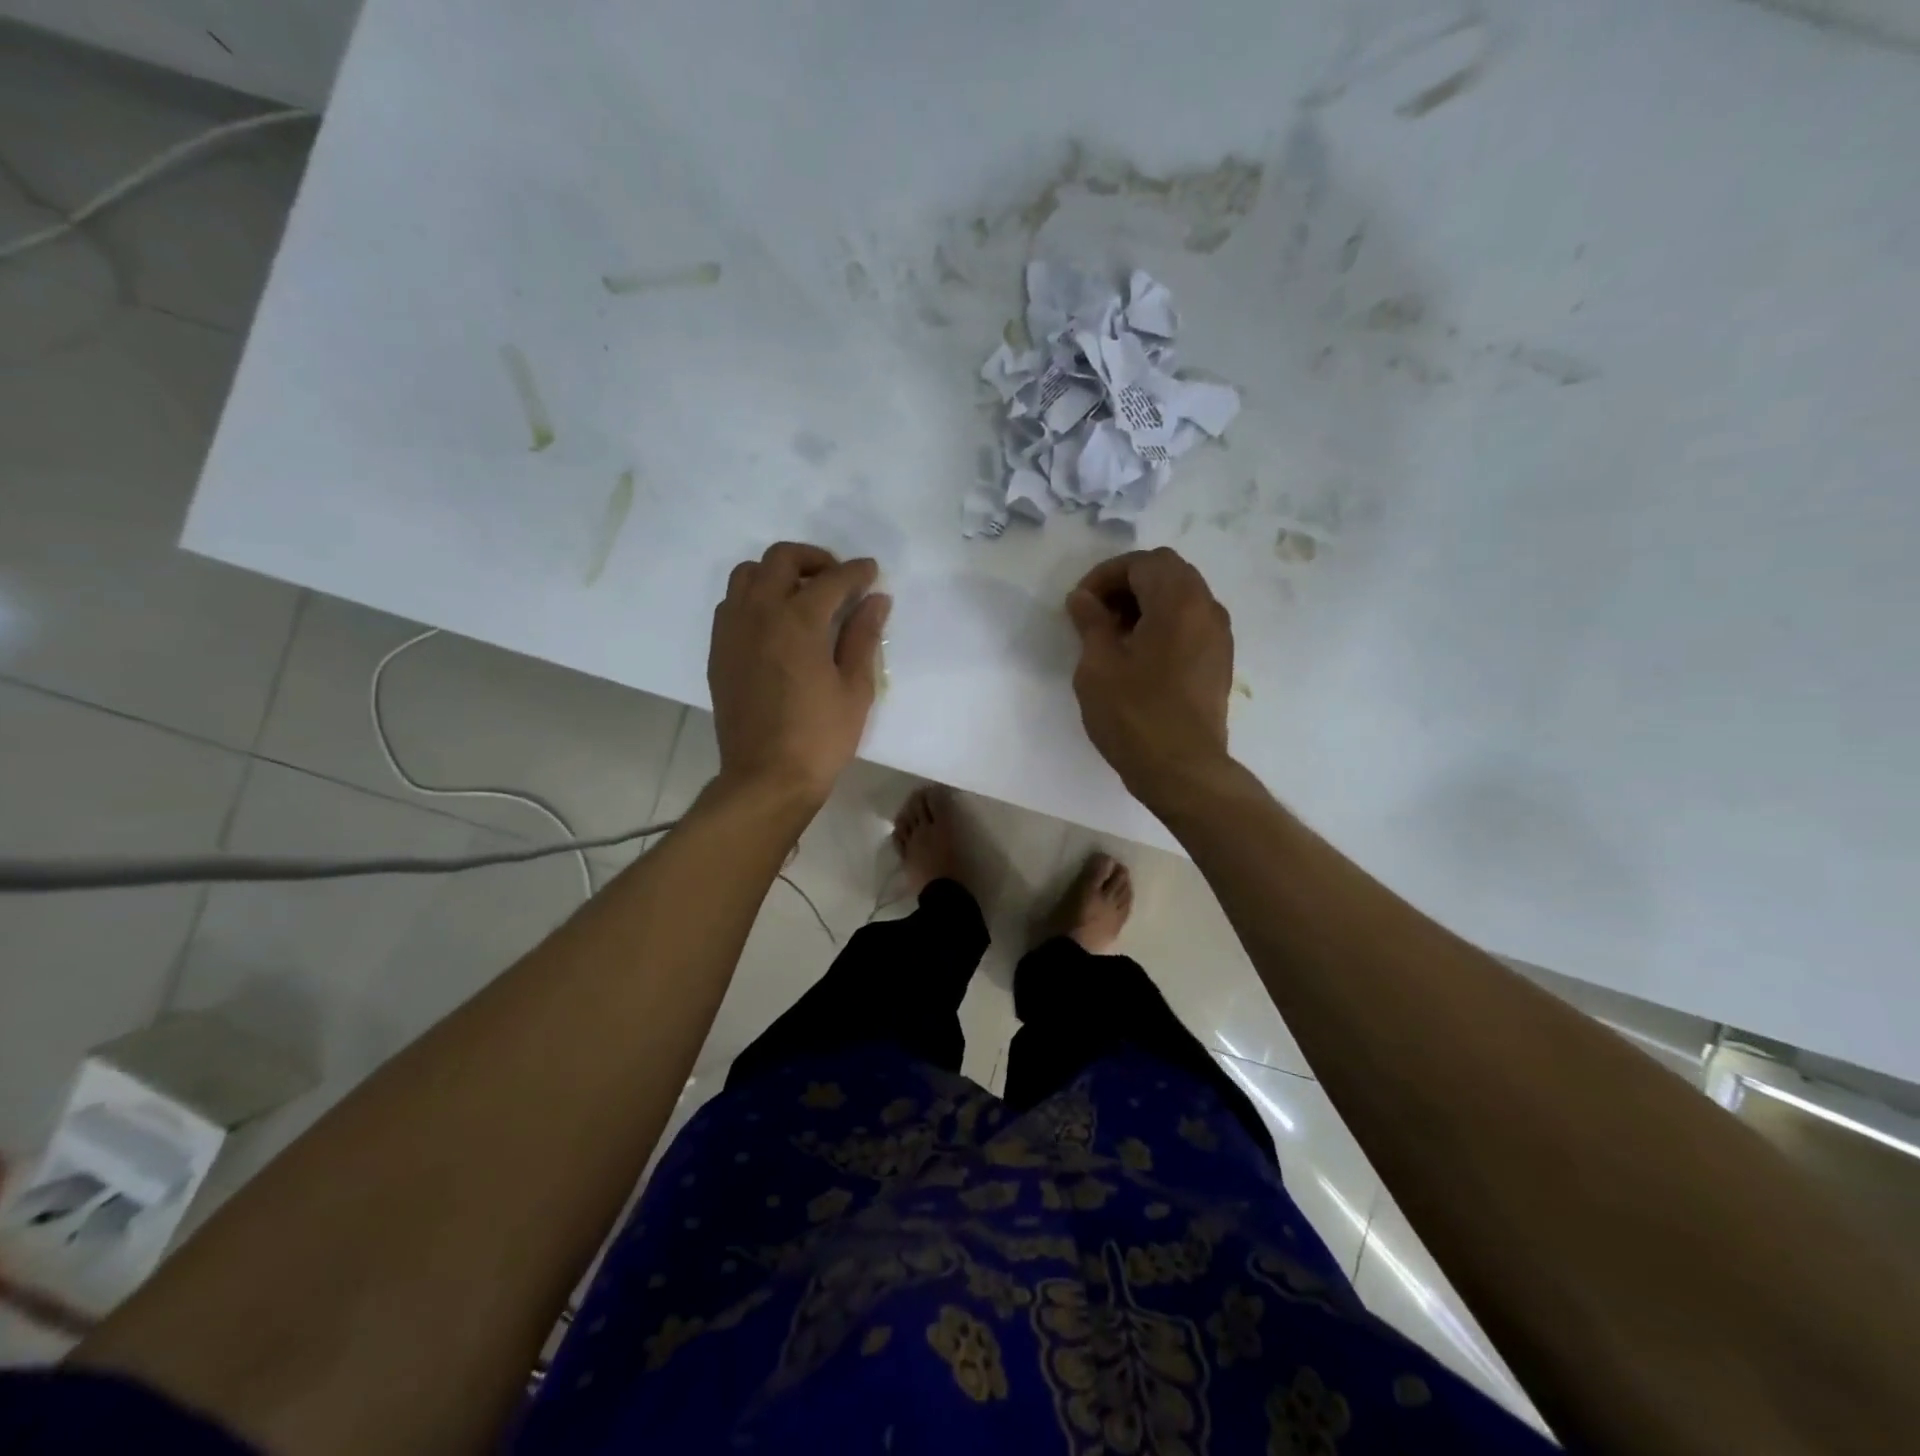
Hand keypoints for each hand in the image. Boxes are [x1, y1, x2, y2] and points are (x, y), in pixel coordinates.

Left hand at [708, 543, 890, 802]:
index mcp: (799, 621)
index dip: (856, 572)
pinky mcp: (719, 650)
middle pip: (781, 559)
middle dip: (814, 559)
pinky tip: (775, 623)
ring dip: (778, 573)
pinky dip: (755, 597)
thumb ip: (863, 636)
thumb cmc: (820, 738)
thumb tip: (876, 599)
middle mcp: (760, 613)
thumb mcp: (855, 688)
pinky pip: (732, 603)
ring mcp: (732, 630)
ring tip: (802, 596)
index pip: (831, 579)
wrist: (766, 777)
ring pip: (748, 574)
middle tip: (836, 580)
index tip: (872, 573)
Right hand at [1065, 548, 1233, 796]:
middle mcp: (1206, 608)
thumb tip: (1083, 598)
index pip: (1142, 563)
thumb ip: (1091, 623)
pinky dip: (1164, 623)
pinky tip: (1138, 655)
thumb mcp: (1098, 666)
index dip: (1105, 575)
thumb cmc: (1134, 715)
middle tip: (1096, 614)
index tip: (1080, 604)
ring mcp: (1218, 636)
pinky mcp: (1219, 660)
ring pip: (1182, 596)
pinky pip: (1191, 622)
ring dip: (1146, 603)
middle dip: (1127, 584)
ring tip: (1114, 636)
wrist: (1182, 770)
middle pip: (1167, 572)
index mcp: (1178, 601)